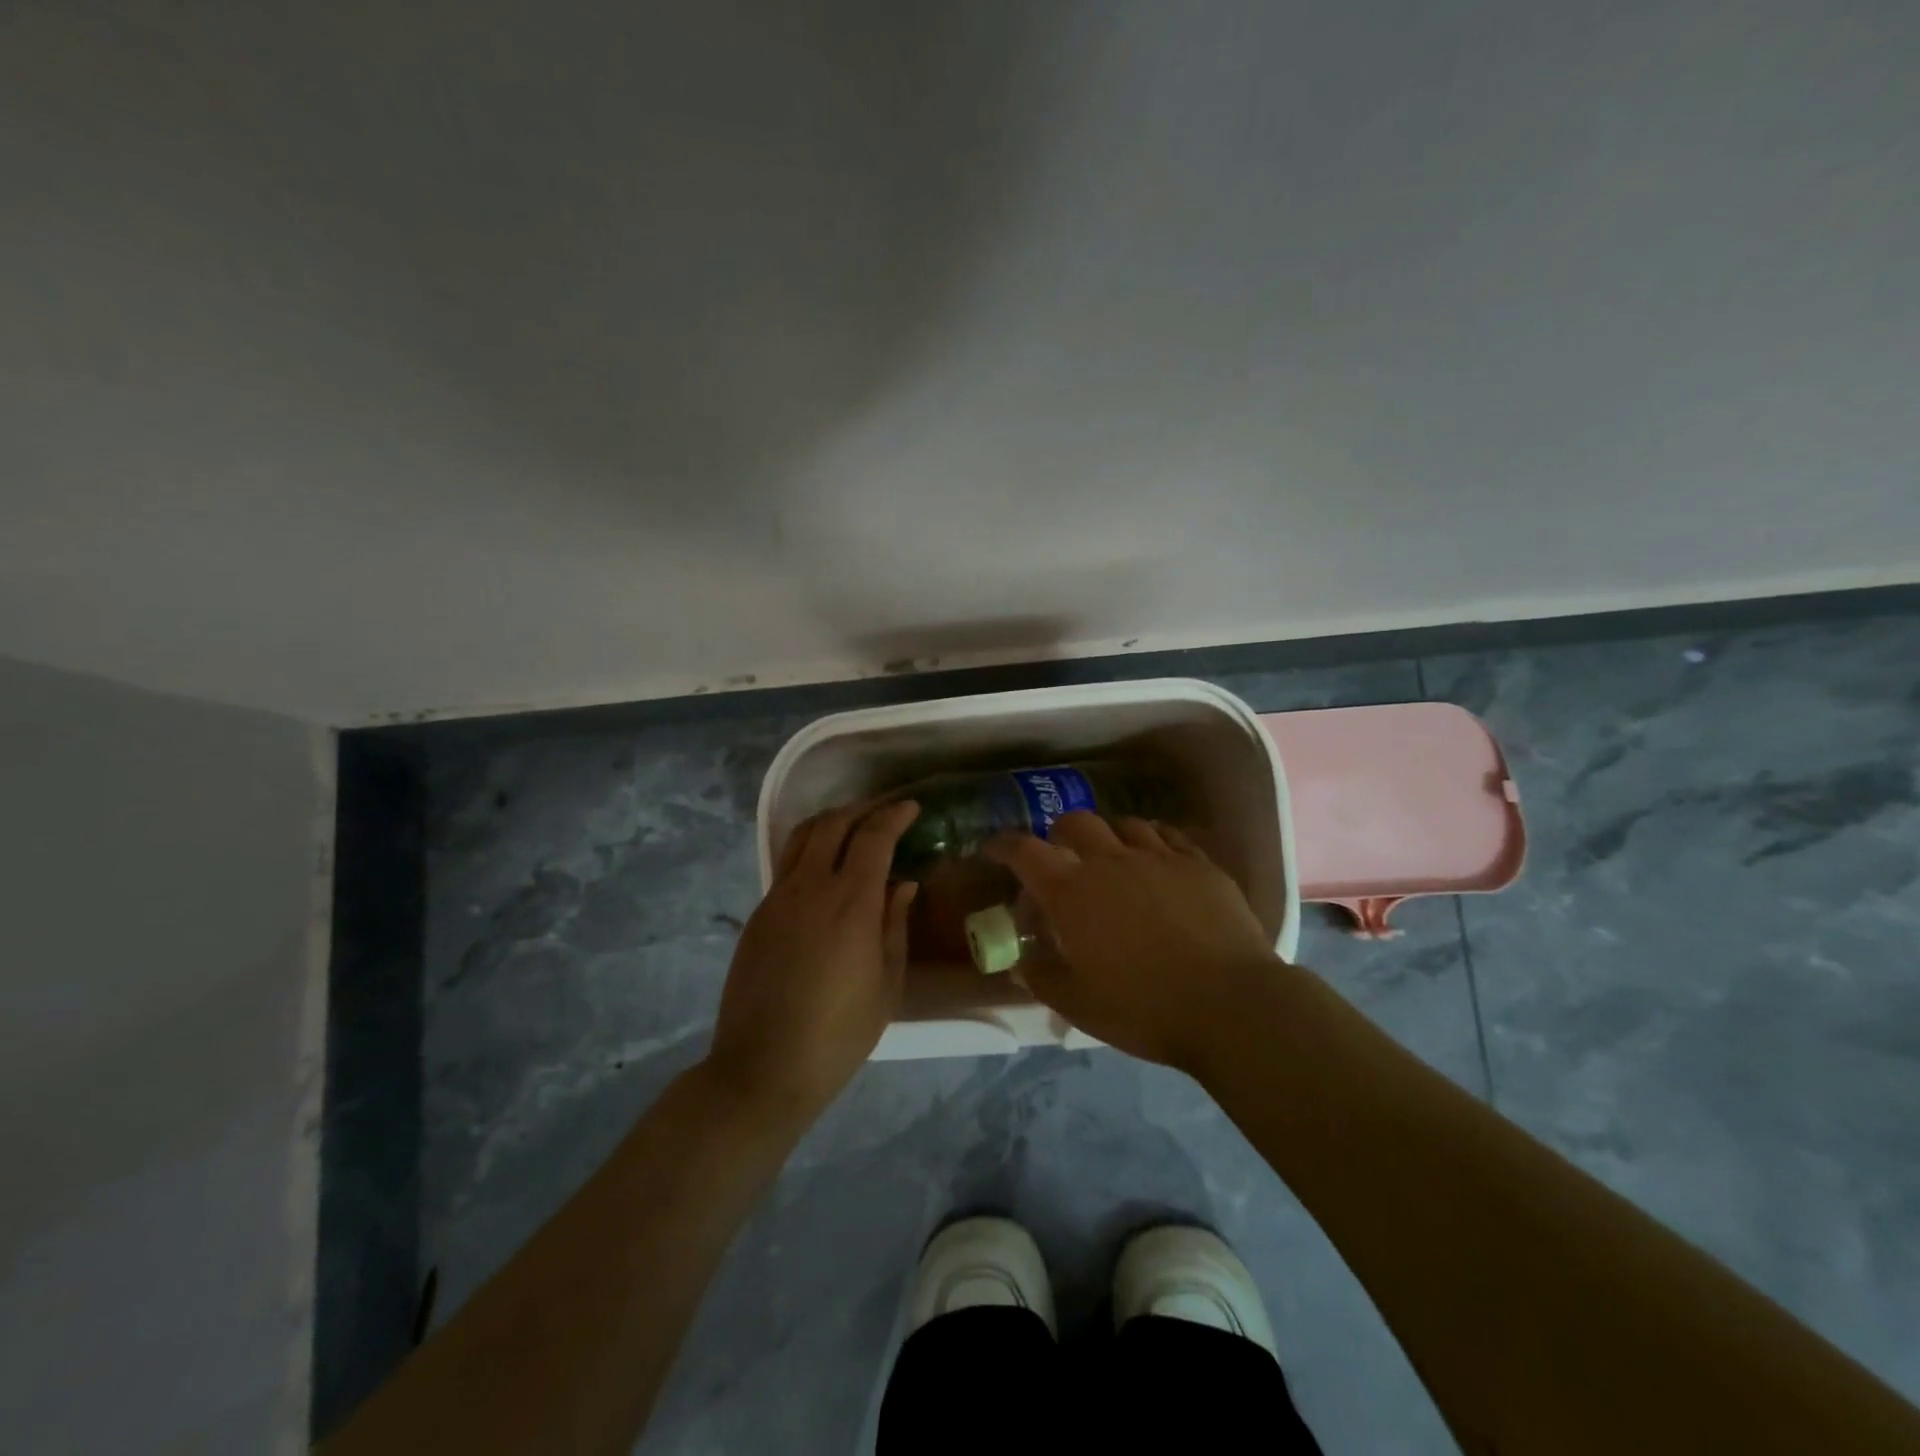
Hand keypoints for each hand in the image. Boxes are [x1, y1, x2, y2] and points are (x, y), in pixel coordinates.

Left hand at [706, 800, 919, 1122]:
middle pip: (833, 824)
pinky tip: (825, 870)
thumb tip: (902, 883)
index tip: (912, 808)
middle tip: (884, 814)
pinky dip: (811, 850)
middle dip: (862, 810)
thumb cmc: (839, 1033)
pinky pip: (787, 865)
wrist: (765, 1067)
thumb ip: (895, 924)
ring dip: (831, 822)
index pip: (873, 836)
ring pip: (803, 837)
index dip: (894, 816)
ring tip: (853, 828)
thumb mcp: (886, 983)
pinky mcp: (758, 915)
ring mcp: (778, 898)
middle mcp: (811, 887)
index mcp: (851, 902)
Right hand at [984, 812, 1278, 1070]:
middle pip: (1075, 823)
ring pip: (1124, 824)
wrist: (1230, 1005)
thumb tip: (1022, 962)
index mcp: (1072, 892)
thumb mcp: (1079, 1004)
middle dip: (1059, 834)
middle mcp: (1111, 861)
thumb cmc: (1143, 1008)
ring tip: (1112, 859)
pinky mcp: (1199, 864)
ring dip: (1108, 836)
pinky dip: (1152, 840)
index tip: (993, 850)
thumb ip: (1043, 978)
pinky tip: (1157, 860)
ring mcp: (1159, 857)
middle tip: (1062, 857)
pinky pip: (1168, 835)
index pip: (1024, 852)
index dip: (1003, 845)